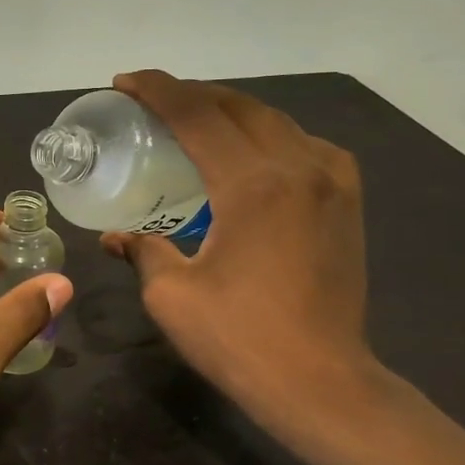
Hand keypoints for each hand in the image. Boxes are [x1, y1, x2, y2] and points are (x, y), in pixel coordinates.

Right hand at [102, 71, 383, 446]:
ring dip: (232, 111)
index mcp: (253, 184)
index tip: (125, 82)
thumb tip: (116, 237)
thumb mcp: (172, 295)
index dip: (158, 91)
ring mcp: (332, 183)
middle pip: (239, 107)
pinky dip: (271, 136)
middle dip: (192, 94)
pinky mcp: (348, 204)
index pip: (198, 115)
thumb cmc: (240, 339)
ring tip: (198, 121)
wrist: (321, 383)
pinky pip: (307, 146)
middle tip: (153, 101)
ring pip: (277, 121)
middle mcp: (299, 167)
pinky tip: (255, 154)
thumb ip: (143, 251)